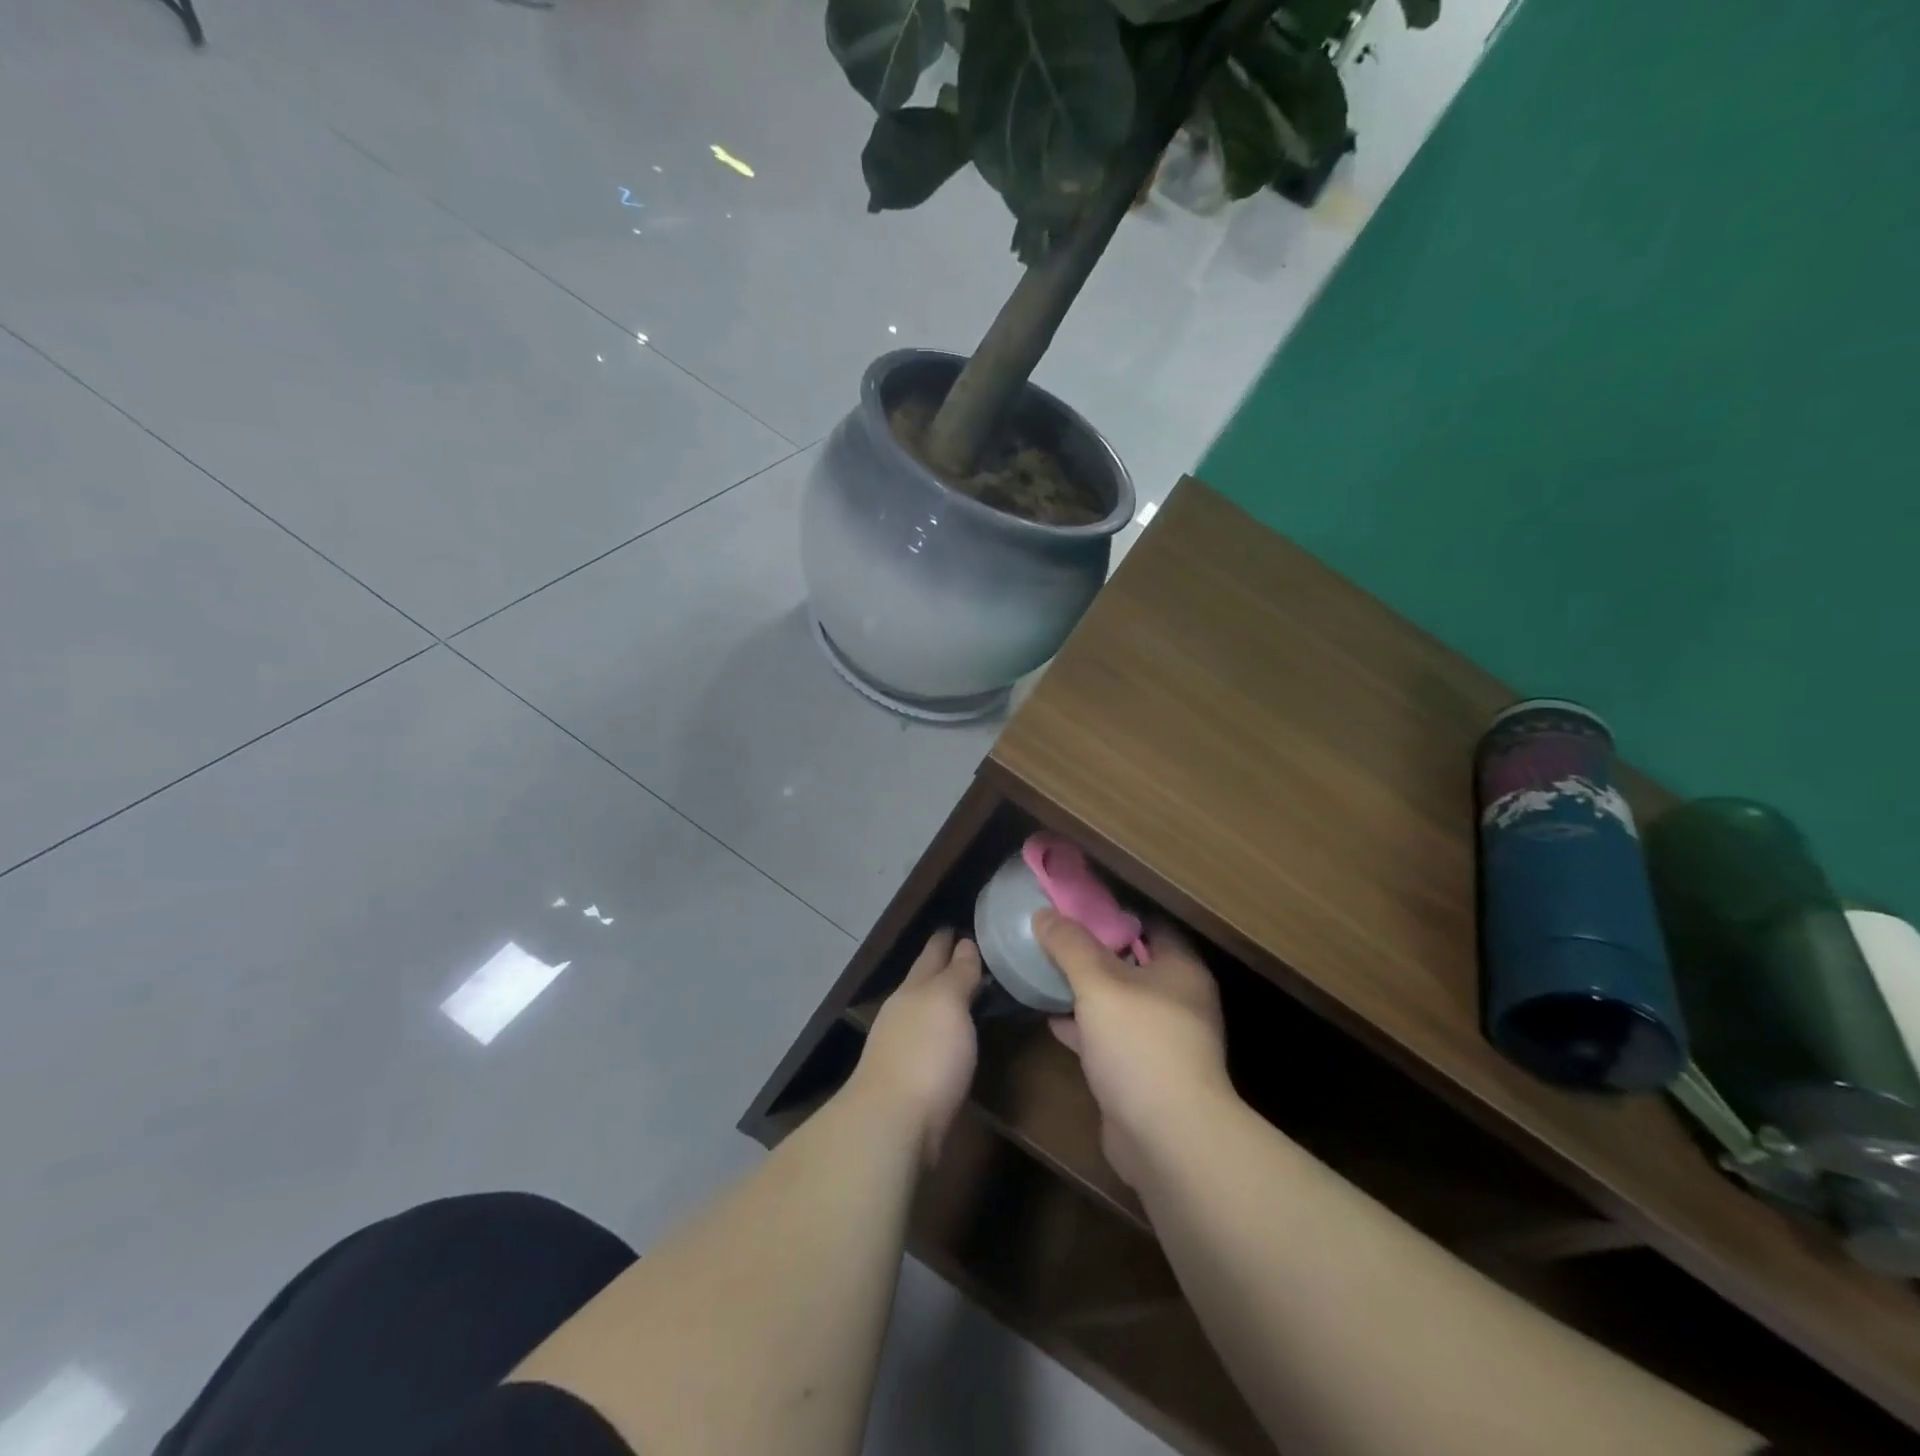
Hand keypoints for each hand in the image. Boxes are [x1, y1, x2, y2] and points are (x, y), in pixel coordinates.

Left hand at [849, 930, 981, 1163]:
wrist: (893, 1125)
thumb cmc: (925, 1054)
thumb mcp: (947, 1003)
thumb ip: (957, 974)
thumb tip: (964, 943)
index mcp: (913, 989)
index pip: (933, 953)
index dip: (946, 938)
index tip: (961, 924)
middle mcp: (904, 1013)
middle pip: (926, 982)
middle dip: (945, 966)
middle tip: (974, 952)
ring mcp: (904, 1048)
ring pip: (929, 1013)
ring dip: (947, 1001)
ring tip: (973, 992)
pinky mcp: (912, 1081)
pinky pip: (934, 1043)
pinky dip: (947, 1033)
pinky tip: (959, 1039)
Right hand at [1034, 910, 1232, 1187]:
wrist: (1167, 1138)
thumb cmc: (1141, 1044)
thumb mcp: (1099, 984)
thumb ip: (1071, 946)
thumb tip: (1044, 914)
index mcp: (1180, 970)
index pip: (1150, 924)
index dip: (1114, 911)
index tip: (1075, 904)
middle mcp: (1178, 1000)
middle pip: (1131, 962)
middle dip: (1093, 950)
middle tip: (1053, 935)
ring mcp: (1162, 1040)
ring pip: (1118, 1002)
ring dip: (1086, 990)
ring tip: (1045, 970)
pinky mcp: (1143, 1073)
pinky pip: (1109, 1037)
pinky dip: (1084, 1026)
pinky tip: (1051, 1018)